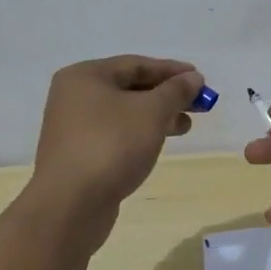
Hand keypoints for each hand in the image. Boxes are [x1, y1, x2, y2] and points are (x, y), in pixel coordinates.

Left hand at [30, 56, 206, 214]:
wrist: (70, 205)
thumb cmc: (111, 145)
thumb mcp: (151, 111)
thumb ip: (175, 91)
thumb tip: (193, 77)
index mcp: (85, 76)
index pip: (136, 64)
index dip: (171, 70)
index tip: (200, 79)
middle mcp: (74, 97)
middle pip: (129, 88)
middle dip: (166, 95)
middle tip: (198, 105)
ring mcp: (74, 128)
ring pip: (124, 114)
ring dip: (157, 116)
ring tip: (185, 127)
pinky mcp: (79, 155)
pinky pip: (116, 135)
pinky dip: (140, 134)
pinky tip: (158, 144)